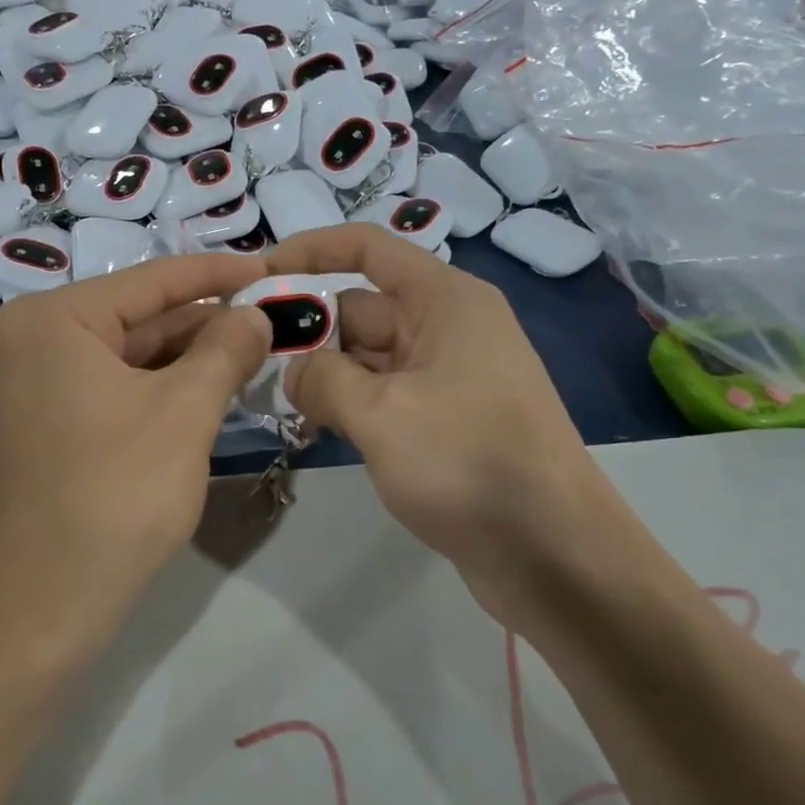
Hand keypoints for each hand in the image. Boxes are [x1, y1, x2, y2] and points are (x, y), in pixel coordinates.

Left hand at [0, 254, 271, 660]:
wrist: (36, 613)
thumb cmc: (115, 499)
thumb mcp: (185, 414)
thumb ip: (225, 350)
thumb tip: (254, 315)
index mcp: (49, 320)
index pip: (150, 281)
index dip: (218, 275)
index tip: (270, 272)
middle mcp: (18, 341)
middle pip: (130, 319)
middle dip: (201, 325)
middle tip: (266, 325)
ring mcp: (13, 388)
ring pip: (114, 358)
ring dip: (178, 361)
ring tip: (243, 358)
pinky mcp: (21, 428)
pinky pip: (94, 390)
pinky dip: (145, 391)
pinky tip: (194, 396)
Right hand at [269, 225, 617, 627]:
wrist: (554, 555)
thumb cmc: (469, 464)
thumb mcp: (382, 414)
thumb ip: (323, 379)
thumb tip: (295, 370)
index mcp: (445, 301)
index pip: (368, 248)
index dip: (310, 250)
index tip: (257, 275)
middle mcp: (447, 328)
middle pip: (360, 307)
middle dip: (308, 330)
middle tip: (250, 361)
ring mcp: (447, 377)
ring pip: (367, 357)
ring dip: (323, 375)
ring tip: (275, 403)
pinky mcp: (444, 420)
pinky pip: (383, 395)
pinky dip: (348, 405)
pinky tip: (314, 430)